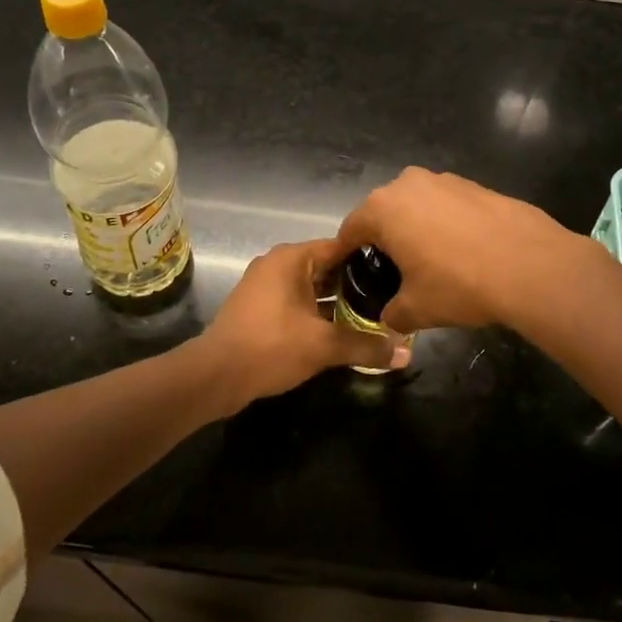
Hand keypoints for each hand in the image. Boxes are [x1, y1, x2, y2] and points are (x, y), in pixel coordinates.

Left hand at [194, 239, 407, 412]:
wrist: (215, 375)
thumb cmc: (271, 346)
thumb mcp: (324, 346)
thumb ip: (366, 345)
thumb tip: (406, 353)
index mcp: (292, 258)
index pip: (340, 246)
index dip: (370, 260)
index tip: (396, 274)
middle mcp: (278, 264)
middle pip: (327, 267)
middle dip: (357, 285)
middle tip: (390, 299)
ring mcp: (266, 286)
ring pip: (313, 287)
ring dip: (338, 302)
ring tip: (373, 316)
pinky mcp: (260, 308)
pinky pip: (298, 302)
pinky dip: (319, 313)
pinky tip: (342, 331)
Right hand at [336, 168, 589, 332]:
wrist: (531, 265)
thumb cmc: (459, 284)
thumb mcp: (416, 309)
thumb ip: (392, 313)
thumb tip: (390, 318)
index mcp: (382, 209)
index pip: (350, 230)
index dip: (346, 254)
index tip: (347, 271)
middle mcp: (408, 183)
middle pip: (383, 213)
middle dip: (383, 239)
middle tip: (391, 270)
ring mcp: (445, 180)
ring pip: (417, 205)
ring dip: (416, 228)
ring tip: (429, 261)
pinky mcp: (476, 185)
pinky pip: (447, 205)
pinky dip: (446, 224)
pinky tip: (462, 250)